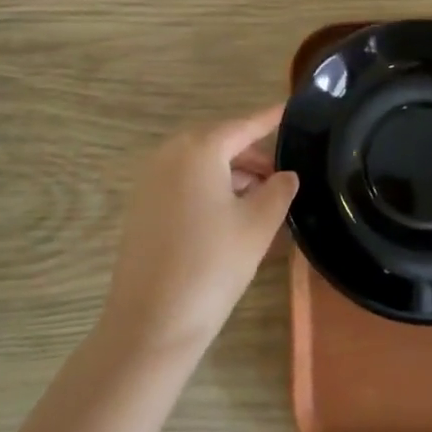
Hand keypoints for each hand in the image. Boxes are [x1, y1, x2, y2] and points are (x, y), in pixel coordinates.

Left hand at [99, 105, 298, 359]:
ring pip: (201, 164)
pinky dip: (209, 188)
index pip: (243, 125)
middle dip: (252, 154)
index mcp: (199, 149)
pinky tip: (230, 215)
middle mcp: (170, 154)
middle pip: (219, 142)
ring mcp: (150, 180)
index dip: (269, 118)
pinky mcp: (141, 206)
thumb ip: (279, 191)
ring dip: (232, 174)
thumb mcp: (258, 225)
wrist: (150, 323)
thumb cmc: (212, 265)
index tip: (290, 108)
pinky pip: (183, 182)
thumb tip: (285, 175)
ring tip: (262, 198)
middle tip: (282, 174)